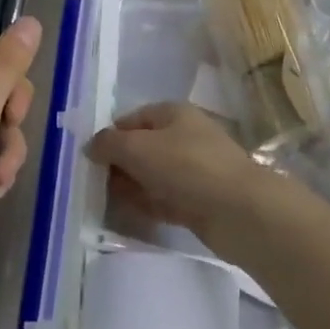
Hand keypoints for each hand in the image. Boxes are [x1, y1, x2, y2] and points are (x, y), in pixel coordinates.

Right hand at [84, 102, 296, 263]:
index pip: (133, 118)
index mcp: (174, 113)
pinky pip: (165, 199)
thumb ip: (109, 144)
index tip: (90, 159)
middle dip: (119, 164)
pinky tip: (128, 215)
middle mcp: (185, 136)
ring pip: (153, 175)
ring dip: (131, 186)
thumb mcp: (138, 148)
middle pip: (142, 147)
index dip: (110, 136)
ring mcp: (194, 170)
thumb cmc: (187, 167)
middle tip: (93, 184)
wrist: (239, 210)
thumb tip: (91, 145)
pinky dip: (147, 204)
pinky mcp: (200, 201)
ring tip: (105, 202)